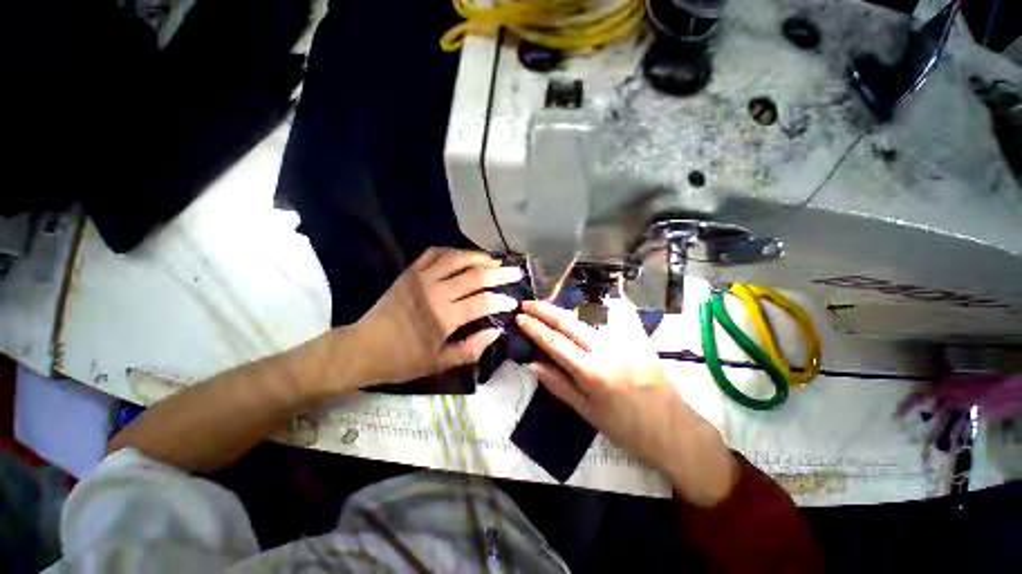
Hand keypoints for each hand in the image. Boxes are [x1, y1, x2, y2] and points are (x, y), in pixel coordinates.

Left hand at [347, 248, 521, 386]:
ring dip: (478, 257)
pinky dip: (451, 251)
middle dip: (499, 274)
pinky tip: (462, 256)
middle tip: (516, 271)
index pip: (482, 302)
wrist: (362, 348)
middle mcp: (435, 292)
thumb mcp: (439, 363)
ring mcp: (421, 278)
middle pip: (474, 276)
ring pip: (456, 259)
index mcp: (443, 317)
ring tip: (494, 260)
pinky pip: (433, 253)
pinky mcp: (409, 273)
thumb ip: (470, 348)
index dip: (501, 300)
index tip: (514, 301)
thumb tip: (496, 331)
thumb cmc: (402, 360)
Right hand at [516, 298, 737, 505]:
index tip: (520, 318)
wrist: (673, 429)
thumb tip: (532, 363)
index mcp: (593, 372)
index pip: (555, 342)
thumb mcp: (587, 412)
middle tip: (528, 303)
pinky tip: (581, 309)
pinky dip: (592, 312)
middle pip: (570, 322)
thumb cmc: (626, 428)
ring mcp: (626, 341)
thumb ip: (558, 384)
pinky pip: (611, 318)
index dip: (535, 328)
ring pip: (588, 317)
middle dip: (545, 310)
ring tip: (547, 308)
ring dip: (565, 310)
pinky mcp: (638, 337)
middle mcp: (608, 350)